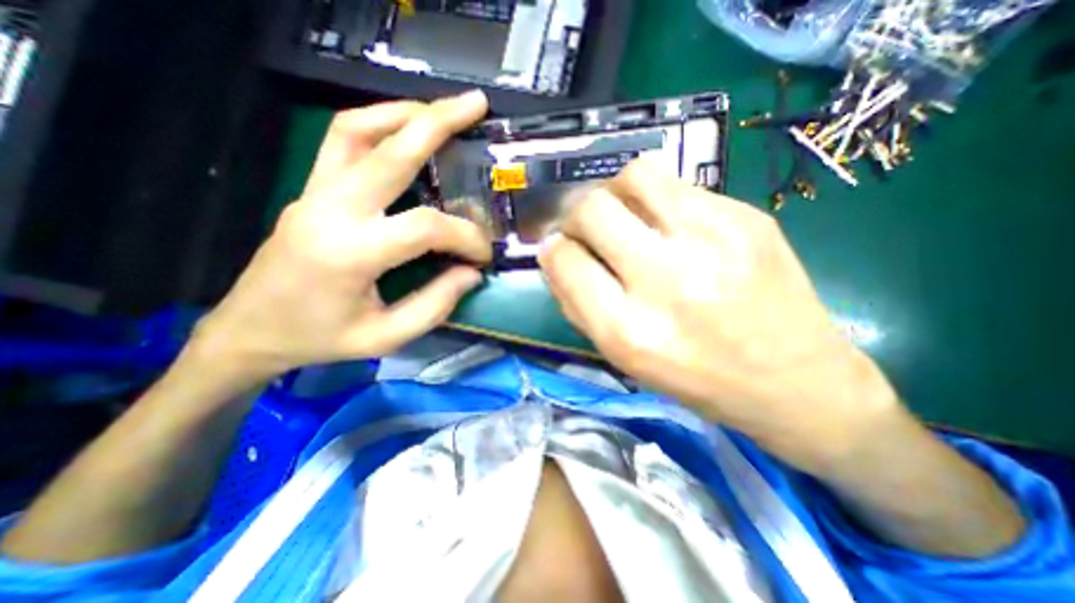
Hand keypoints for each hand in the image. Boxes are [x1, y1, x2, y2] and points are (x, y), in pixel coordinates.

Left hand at [192, 92, 489, 383]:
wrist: (249, 331)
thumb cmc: (320, 339)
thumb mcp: (385, 337)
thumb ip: (436, 305)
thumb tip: (471, 273)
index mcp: (350, 253)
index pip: (425, 227)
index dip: (466, 237)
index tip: (484, 255)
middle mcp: (329, 210)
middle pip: (390, 151)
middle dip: (438, 123)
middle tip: (476, 106)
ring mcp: (314, 193)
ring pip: (357, 130)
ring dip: (404, 113)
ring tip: (442, 112)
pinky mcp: (311, 191)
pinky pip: (343, 141)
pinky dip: (378, 125)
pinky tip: (405, 130)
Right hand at [543, 159, 900, 470]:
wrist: (797, 383)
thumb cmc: (698, 381)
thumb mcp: (625, 360)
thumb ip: (580, 307)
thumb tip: (557, 259)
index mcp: (629, 329)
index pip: (564, 261)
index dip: (552, 250)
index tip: (558, 249)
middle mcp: (666, 279)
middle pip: (592, 209)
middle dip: (576, 215)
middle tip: (586, 229)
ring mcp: (712, 240)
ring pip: (634, 176)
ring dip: (614, 193)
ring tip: (624, 215)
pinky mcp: (747, 217)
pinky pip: (678, 186)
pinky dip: (658, 200)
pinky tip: (670, 224)